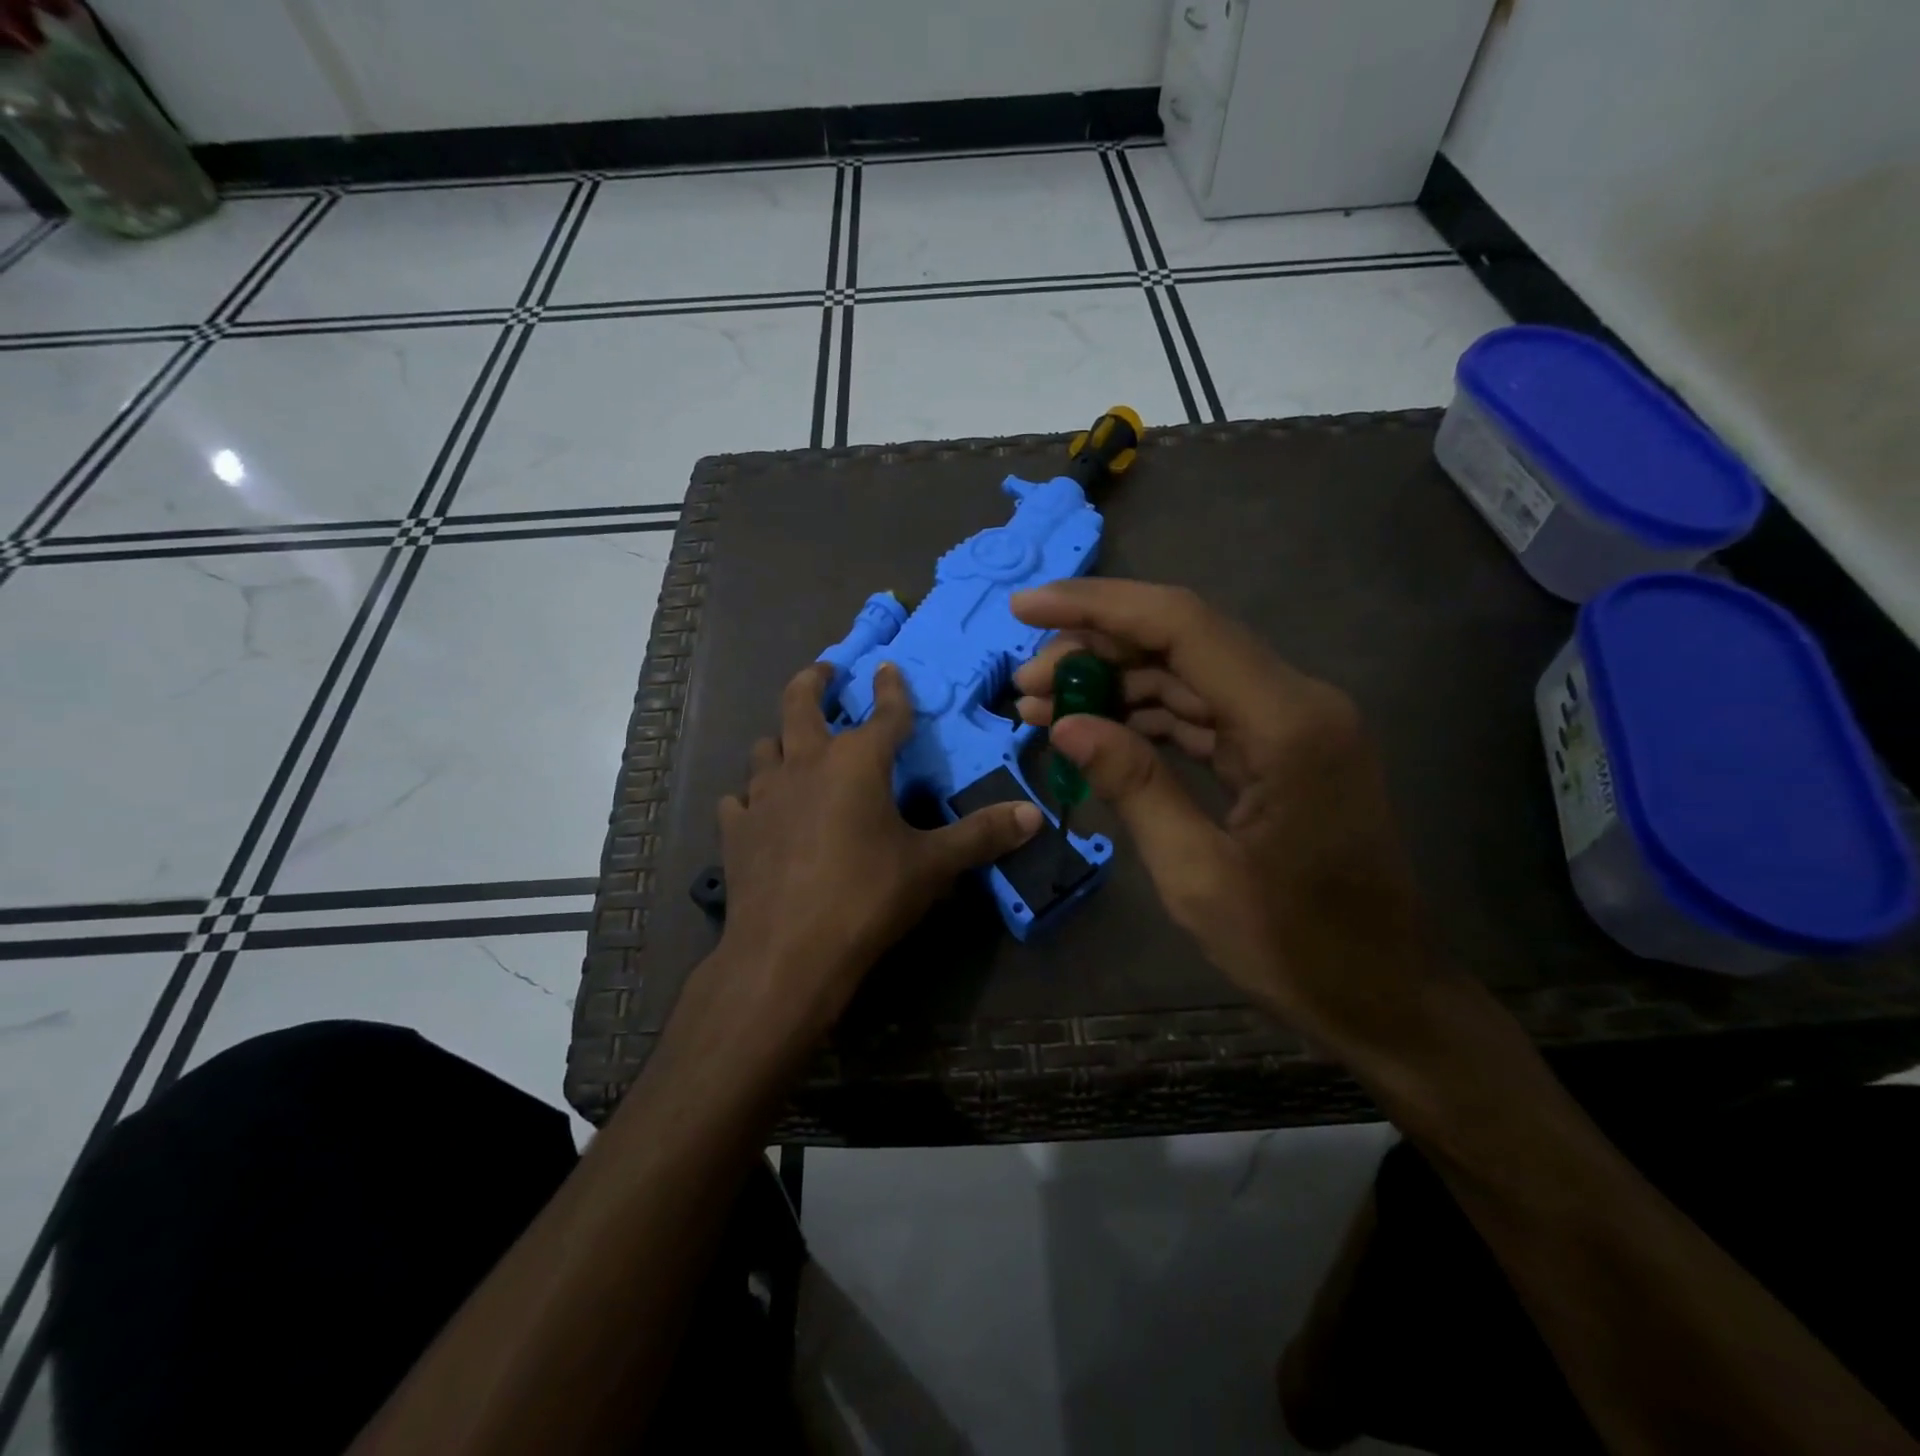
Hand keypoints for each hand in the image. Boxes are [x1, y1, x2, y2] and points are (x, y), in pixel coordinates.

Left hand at [709, 660, 1042, 1048]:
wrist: (787, 953)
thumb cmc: (867, 897)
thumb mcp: (933, 866)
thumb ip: (982, 835)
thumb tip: (1034, 815)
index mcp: (856, 762)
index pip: (884, 713)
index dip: (891, 689)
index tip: (887, 667)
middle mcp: (805, 764)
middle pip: (800, 703)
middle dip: (815, 681)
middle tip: (825, 671)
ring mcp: (763, 795)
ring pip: (765, 747)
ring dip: (781, 739)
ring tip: (792, 744)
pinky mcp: (735, 830)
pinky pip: (739, 800)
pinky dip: (750, 797)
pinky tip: (757, 810)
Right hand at [1011, 579, 1439, 1053]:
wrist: (1383, 996)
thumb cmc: (1295, 949)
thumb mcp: (1196, 875)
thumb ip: (1133, 785)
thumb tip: (1066, 723)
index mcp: (1287, 724)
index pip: (1182, 626)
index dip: (1097, 607)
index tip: (1026, 606)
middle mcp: (1297, 702)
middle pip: (1182, 640)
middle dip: (1096, 648)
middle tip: (1025, 680)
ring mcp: (1292, 723)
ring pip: (1187, 674)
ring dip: (1114, 682)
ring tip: (1041, 705)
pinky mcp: (1282, 747)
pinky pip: (1203, 712)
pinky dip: (1145, 716)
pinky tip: (1094, 728)